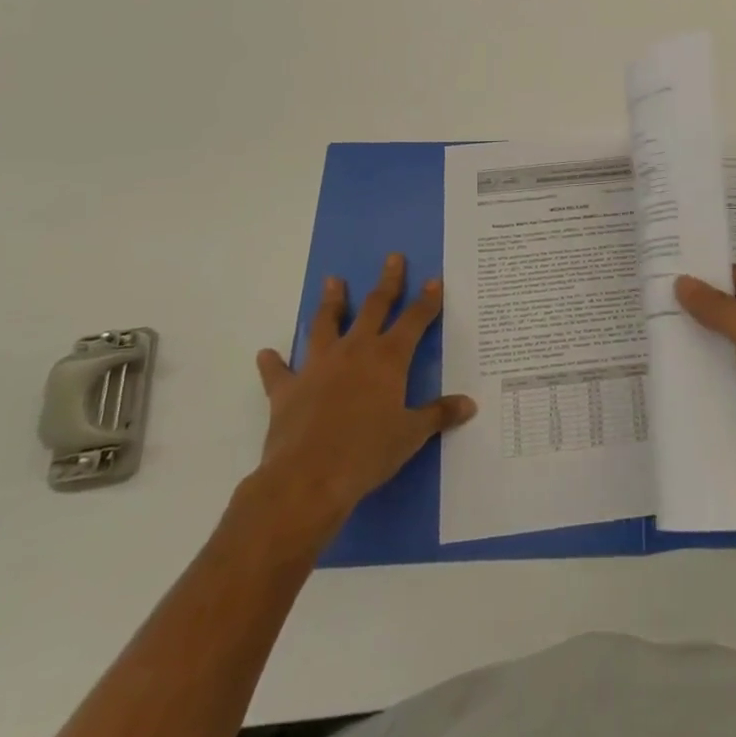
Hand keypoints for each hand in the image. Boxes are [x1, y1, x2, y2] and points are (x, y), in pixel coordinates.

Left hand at [248, 253, 475, 553]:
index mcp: (388, 358)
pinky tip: (265, 353)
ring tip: (332, 281)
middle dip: (387, 282)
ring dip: (331, 302)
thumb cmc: (367, 453)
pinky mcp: (287, 390)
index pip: (414, 320)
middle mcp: (355, 351)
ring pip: (326, 324)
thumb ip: (439, 414)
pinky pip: (278, 372)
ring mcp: (318, 367)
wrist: (307, 479)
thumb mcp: (411, 435)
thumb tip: (470, 404)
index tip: (434, 280)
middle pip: (374, 307)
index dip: (427, 300)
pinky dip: (272, 362)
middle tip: (392, 258)